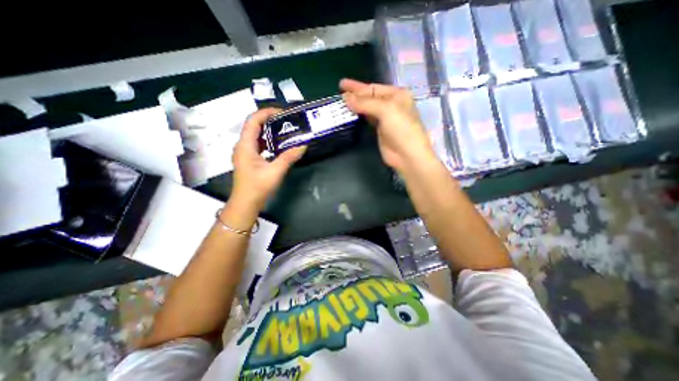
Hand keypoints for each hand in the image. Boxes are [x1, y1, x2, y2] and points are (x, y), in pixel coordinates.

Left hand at [230, 109, 305, 211]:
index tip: (283, 113)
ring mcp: (245, 153)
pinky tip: (279, 145)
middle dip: (270, 120)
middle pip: (254, 126)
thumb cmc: (258, 187)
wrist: (246, 203)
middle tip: (287, 121)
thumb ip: (289, 157)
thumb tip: (303, 145)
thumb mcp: (275, 171)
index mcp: (245, 145)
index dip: (267, 113)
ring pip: (256, 135)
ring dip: (270, 131)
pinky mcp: (249, 159)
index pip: (253, 121)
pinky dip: (268, 141)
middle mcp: (243, 146)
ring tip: (285, 130)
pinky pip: (258, 145)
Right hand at [343, 79, 437, 173]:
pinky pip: (367, 119)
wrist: (407, 154)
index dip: (357, 86)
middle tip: (339, 92)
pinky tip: (351, 114)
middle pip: (370, 97)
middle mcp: (391, 104)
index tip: (342, 84)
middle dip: (355, 94)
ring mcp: (385, 118)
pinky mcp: (380, 130)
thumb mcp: (385, 110)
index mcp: (396, 95)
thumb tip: (345, 98)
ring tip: (342, 103)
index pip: (373, 88)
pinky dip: (359, 116)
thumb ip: (365, 103)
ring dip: (356, 105)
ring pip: (367, 108)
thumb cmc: (401, 128)